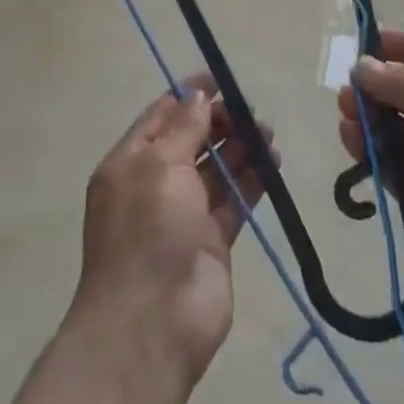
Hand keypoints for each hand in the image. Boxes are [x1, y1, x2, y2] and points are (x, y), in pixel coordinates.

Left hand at [74, 74, 273, 380]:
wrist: (152, 322)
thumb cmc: (147, 230)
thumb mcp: (159, 166)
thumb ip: (183, 129)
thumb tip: (198, 96)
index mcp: (129, 162)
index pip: (161, 116)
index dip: (189, 96)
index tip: (221, 81)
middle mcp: (155, 184)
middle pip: (191, 140)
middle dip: (220, 122)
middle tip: (251, 112)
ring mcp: (184, 214)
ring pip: (216, 169)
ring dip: (241, 149)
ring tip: (268, 134)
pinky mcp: (213, 240)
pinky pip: (234, 200)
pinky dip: (253, 181)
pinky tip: (273, 164)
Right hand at [337, 30, 403, 316]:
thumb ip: (403, 86)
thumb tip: (363, 64)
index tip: (369, 41)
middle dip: (380, 87)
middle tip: (349, 84)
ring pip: (397, 130)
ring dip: (370, 117)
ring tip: (345, 109)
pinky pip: (390, 164)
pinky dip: (369, 150)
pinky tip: (350, 137)